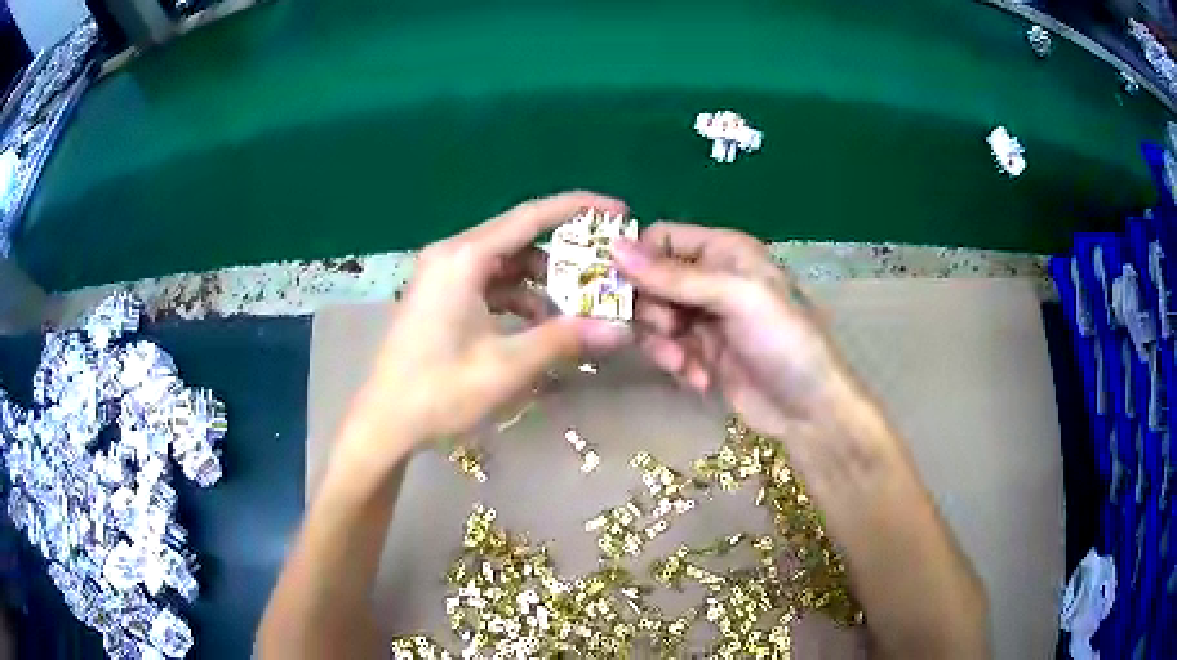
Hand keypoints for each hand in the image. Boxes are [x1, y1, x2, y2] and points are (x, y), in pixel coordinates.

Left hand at [345, 192, 632, 458]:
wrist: (384, 422)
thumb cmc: (438, 391)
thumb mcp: (507, 366)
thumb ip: (565, 340)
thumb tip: (621, 329)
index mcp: (464, 258)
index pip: (531, 216)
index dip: (579, 208)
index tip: (619, 211)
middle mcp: (452, 255)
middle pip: (520, 237)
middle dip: (565, 254)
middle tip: (605, 272)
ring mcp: (443, 275)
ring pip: (507, 263)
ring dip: (542, 282)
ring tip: (577, 310)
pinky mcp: (442, 296)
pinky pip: (490, 283)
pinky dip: (518, 298)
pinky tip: (541, 325)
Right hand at [612, 222, 858, 438]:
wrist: (808, 409)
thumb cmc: (783, 341)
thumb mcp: (735, 298)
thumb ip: (675, 276)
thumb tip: (613, 248)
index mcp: (723, 250)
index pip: (661, 239)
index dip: (637, 260)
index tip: (619, 289)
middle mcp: (710, 278)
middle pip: (650, 280)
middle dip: (651, 310)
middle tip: (667, 332)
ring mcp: (704, 317)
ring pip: (653, 318)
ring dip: (662, 343)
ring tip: (684, 363)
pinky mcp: (700, 352)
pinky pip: (666, 348)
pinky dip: (676, 363)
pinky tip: (700, 380)